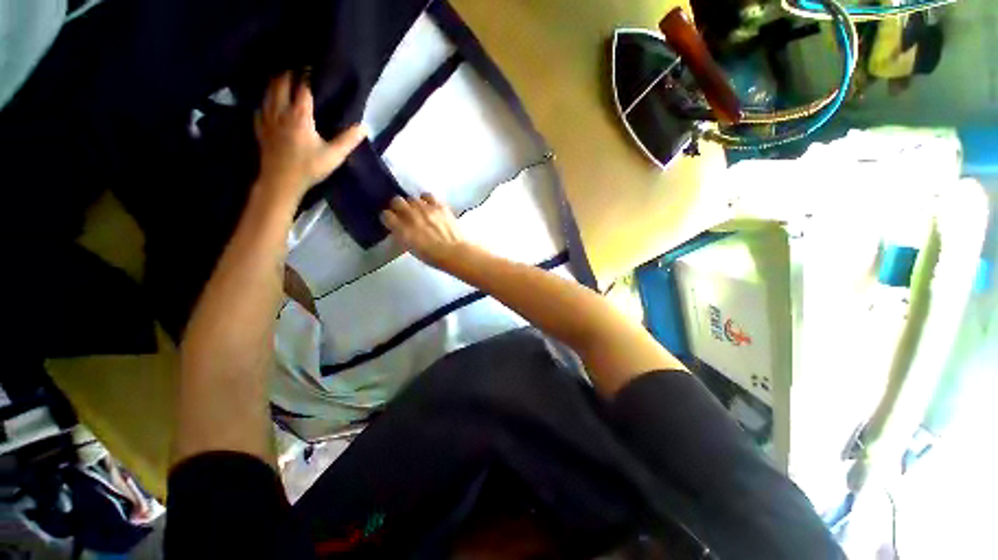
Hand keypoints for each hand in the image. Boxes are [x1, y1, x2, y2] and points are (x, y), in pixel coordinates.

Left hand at [255, 71, 365, 203]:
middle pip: (281, 82)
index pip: (302, 87)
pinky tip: (270, 100)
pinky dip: (266, 97)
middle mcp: (281, 111)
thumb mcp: (334, 156)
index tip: (313, 66)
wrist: (281, 182)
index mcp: (299, 115)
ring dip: (276, 81)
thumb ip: (349, 140)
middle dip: (289, 72)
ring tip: (284, 77)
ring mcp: (267, 118)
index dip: (307, 74)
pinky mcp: (260, 127)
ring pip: (268, 91)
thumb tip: (364, 127)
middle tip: (298, 68)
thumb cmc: (309, 168)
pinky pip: (261, 105)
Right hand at [381, 194, 470, 268]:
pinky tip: (429, 206)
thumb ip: (402, 236)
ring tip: (418, 211)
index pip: (386, 215)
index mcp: (403, 231)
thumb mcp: (412, 249)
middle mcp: (412, 216)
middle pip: (396, 201)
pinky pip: (427, 196)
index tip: (391, 220)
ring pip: (412, 198)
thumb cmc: (433, 257)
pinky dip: (426, 200)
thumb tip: (399, 228)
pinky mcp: (439, 206)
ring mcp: (426, 209)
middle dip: (397, 207)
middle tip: (403, 213)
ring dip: (412, 204)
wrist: (455, 252)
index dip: (388, 218)